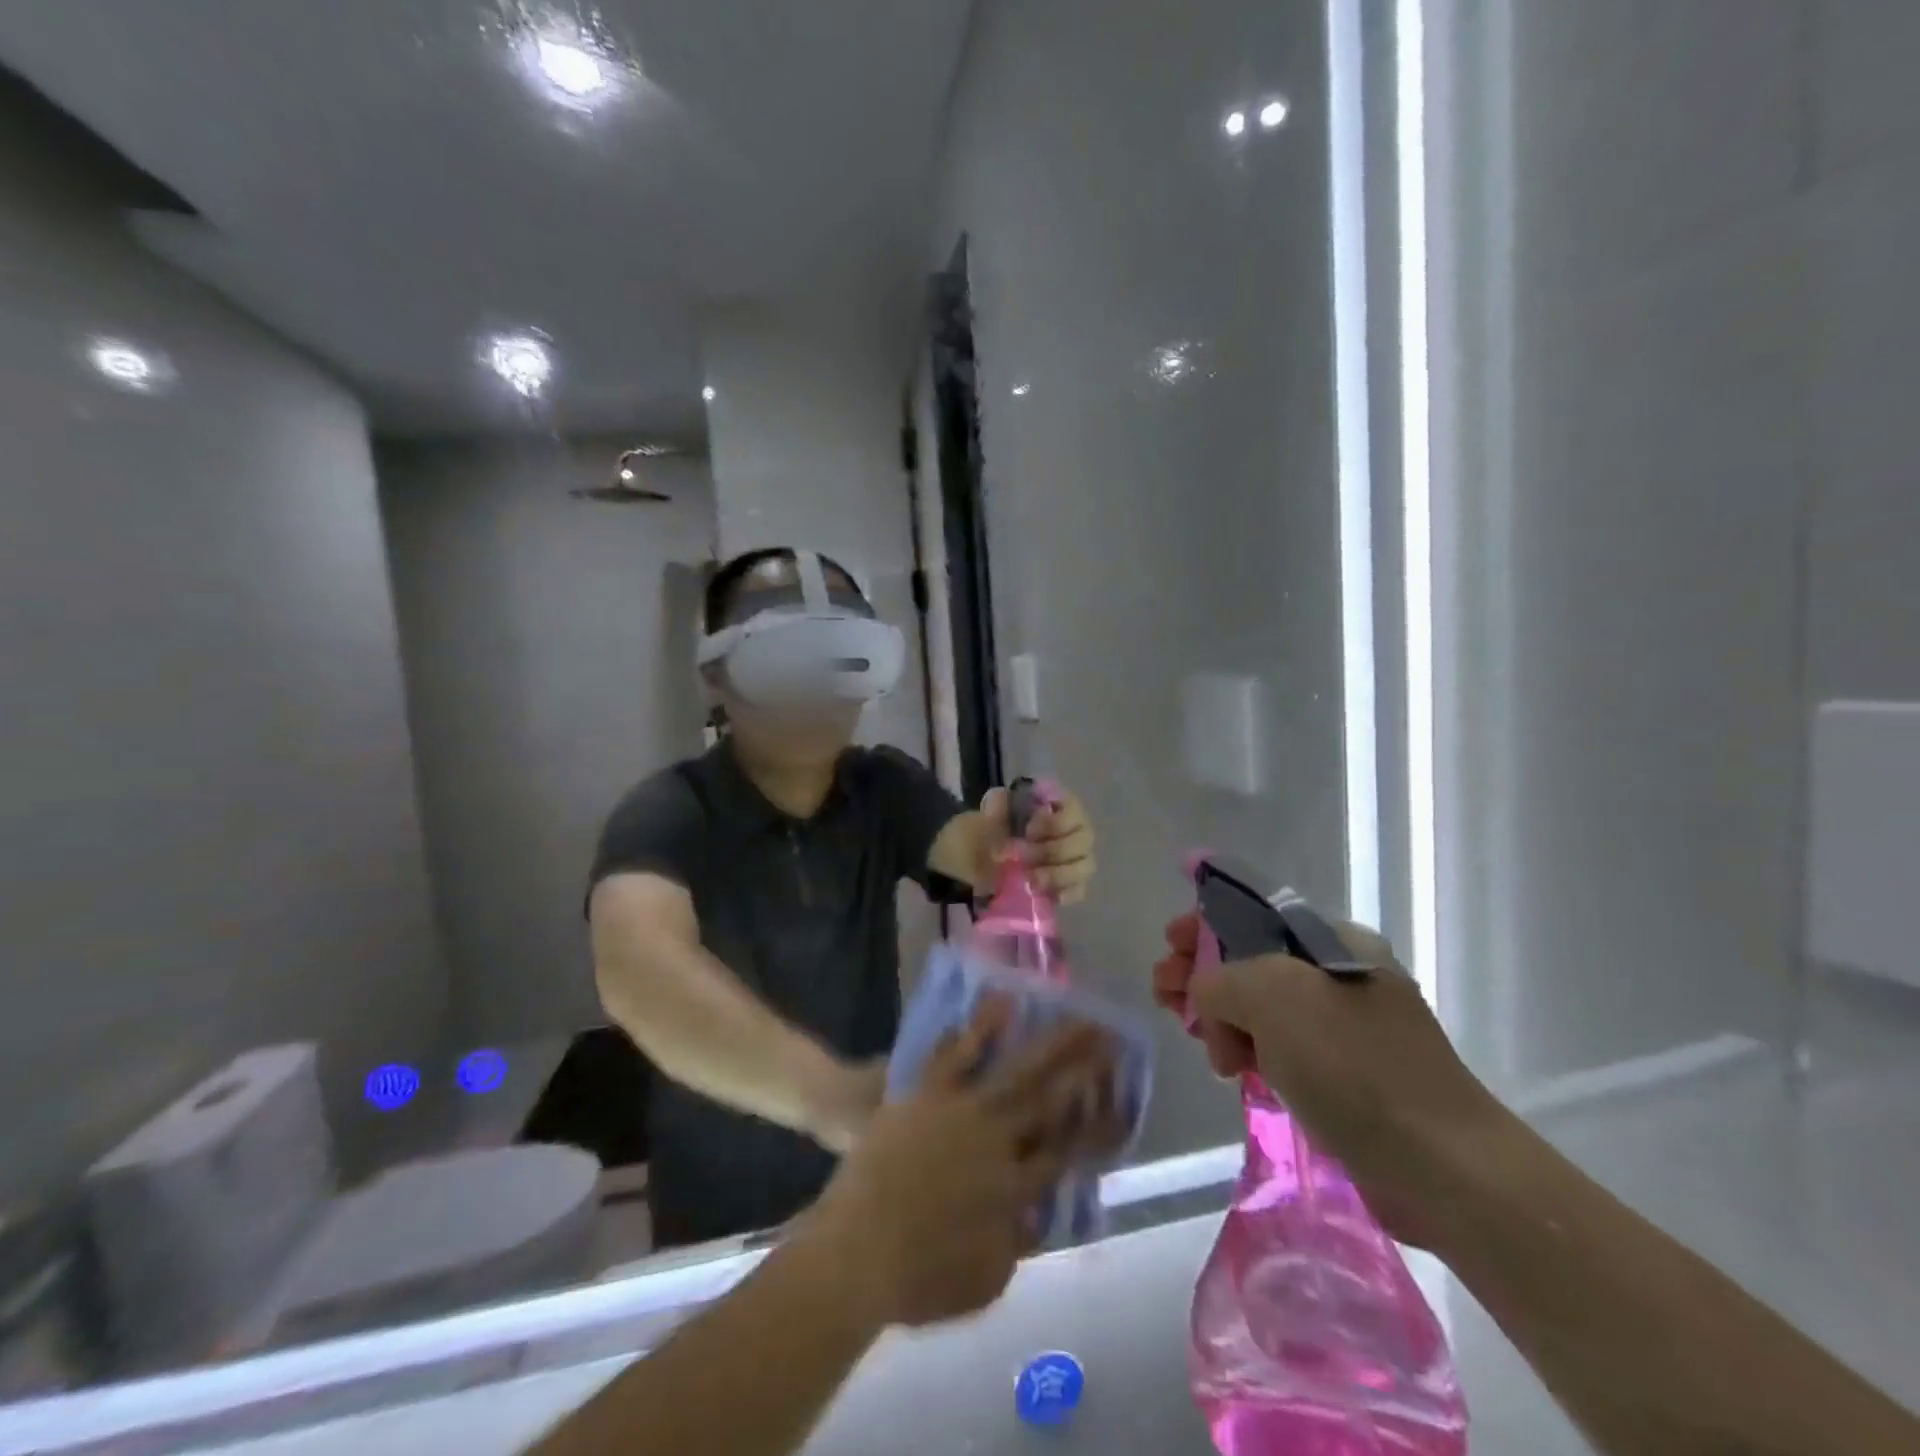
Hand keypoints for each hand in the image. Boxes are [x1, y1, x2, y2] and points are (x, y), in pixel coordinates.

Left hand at [804, 1000, 1124, 1328]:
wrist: (855, 1250)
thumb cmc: (916, 1279)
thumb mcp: (981, 1283)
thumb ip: (1013, 1247)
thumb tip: (1034, 1219)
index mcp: (1015, 1189)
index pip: (1067, 1150)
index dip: (1096, 1126)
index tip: (1120, 1102)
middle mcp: (999, 1142)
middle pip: (1051, 1098)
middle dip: (1084, 1067)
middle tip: (1111, 1038)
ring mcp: (964, 1111)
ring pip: (1017, 1070)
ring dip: (1051, 1042)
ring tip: (1078, 1017)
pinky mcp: (929, 1093)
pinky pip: (958, 1053)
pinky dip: (981, 1027)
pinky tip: (1003, 1001)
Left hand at [979, 784, 1096, 903]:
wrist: (987, 857)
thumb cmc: (998, 829)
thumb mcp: (993, 813)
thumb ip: (997, 806)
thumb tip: (999, 798)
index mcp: (1062, 806)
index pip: (1073, 811)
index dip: (1052, 823)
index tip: (1028, 832)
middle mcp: (1077, 830)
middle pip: (1082, 841)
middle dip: (1049, 851)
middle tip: (1020, 857)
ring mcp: (1077, 858)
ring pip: (1084, 866)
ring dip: (1057, 874)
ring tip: (1030, 881)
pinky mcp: (1071, 884)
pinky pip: (1079, 889)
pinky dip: (1066, 893)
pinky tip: (1048, 896)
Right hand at [1152, 913, 1506, 1246]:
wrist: (1440, 1166)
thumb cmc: (1352, 1063)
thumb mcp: (1270, 994)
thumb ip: (1219, 979)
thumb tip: (1206, 999)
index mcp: (1335, 941)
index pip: (1254, 915)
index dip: (1204, 925)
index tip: (1169, 945)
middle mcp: (1341, 976)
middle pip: (1252, 961)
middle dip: (1203, 974)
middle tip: (1164, 996)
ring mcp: (1345, 1029)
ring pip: (1262, 1009)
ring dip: (1221, 1018)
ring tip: (1202, 1045)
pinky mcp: (1345, 1076)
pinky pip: (1280, 1048)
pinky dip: (1250, 1051)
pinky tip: (1232, 1069)